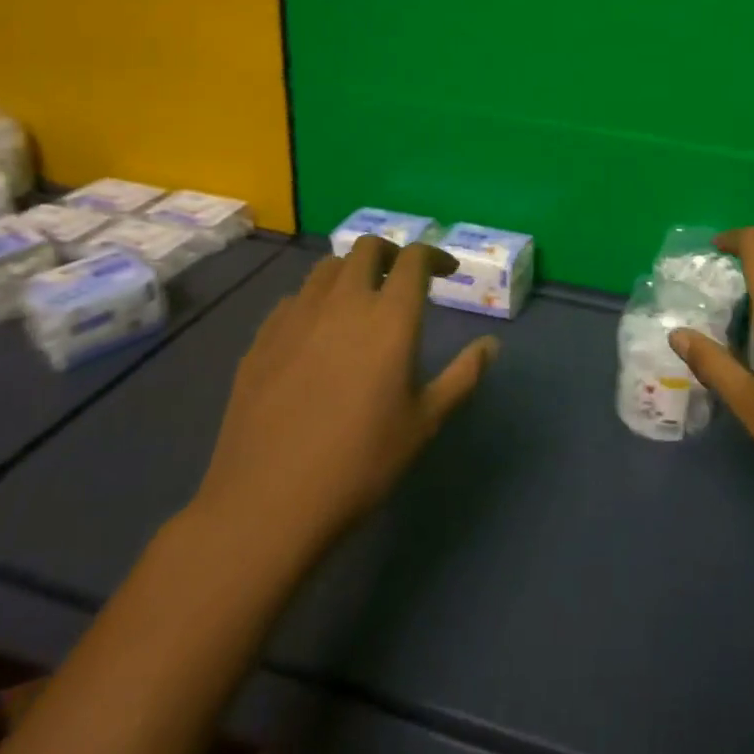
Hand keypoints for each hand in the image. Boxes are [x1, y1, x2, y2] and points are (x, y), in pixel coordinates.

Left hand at [189, 237, 498, 571]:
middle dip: (391, 253)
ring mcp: (296, 317)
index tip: (447, 272)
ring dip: (351, 271)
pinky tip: (317, 332)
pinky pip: (294, 299)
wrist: (266, 505)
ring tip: (360, 300)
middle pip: (367, 248)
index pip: (414, 259)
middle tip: (402, 279)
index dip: (434, 256)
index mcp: (389, 317)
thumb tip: (491, 344)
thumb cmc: (360, 463)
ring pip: (326, 267)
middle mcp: (343, 302)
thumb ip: (462, 376)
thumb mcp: (424, 423)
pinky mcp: (262, 339)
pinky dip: (315, 300)